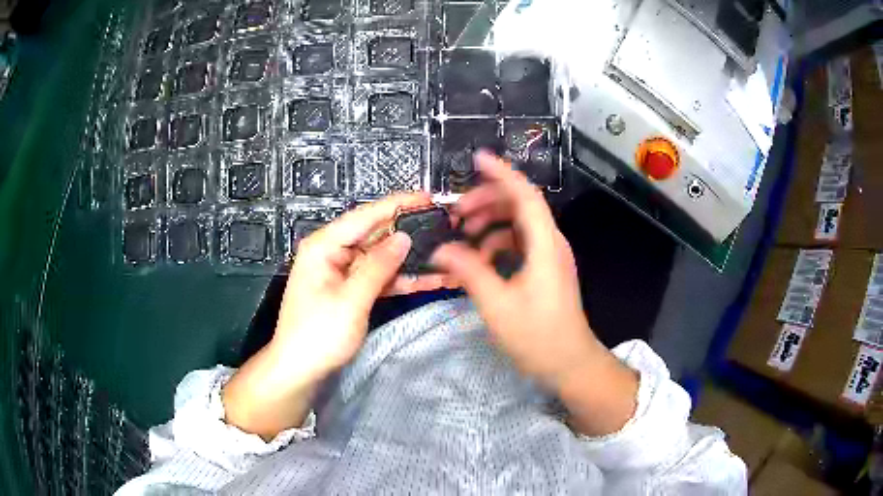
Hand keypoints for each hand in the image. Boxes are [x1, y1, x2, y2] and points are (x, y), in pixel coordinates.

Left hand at [224, 193, 450, 438]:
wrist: (300, 370)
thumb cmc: (318, 335)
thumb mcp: (350, 300)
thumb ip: (378, 267)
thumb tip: (405, 237)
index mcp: (324, 246)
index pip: (364, 216)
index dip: (397, 205)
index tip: (428, 197)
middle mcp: (333, 252)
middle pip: (376, 235)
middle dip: (410, 233)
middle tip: (444, 228)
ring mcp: (343, 272)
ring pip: (382, 258)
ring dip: (411, 260)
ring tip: (446, 256)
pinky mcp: (351, 289)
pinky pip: (379, 277)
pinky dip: (401, 280)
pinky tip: (430, 279)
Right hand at [432, 152, 637, 435]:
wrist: (570, 363)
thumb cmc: (538, 336)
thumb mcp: (497, 305)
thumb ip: (469, 272)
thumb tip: (442, 250)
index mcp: (544, 245)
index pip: (525, 195)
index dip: (502, 173)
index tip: (477, 159)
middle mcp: (551, 243)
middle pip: (520, 205)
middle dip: (487, 201)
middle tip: (457, 214)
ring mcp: (549, 256)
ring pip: (519, 224)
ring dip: (491, 223)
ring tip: (463, 235)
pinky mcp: (545, 269)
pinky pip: (520, 243)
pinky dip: (498, 243)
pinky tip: (480, 259)